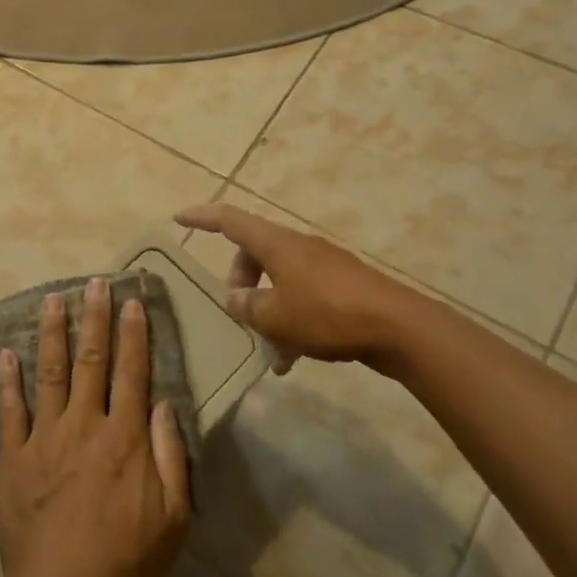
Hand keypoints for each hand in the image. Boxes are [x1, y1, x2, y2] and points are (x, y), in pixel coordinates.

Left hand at [0, 278, 190, 576]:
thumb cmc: (127, 564)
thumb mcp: (174, 518)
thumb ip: (171, 456)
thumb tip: (163, 404)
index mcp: (125, 438)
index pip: (133, 372)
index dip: (134, 334)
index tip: (132, 301)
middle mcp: (85, 425)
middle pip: (91, 361)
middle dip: (94, 319)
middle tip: (94, 283)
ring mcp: (45, 438)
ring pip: (49, 373)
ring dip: (51, 333)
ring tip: (52, 299)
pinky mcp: (14, 458)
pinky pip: (11, 411)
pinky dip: (8, 380)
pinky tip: (6, 354)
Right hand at [175, 202, 429, 372]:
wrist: (398, 327)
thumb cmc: (327, 313)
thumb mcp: (275, 316)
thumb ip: (247, 306)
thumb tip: (235, 299)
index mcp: (276, 243)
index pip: (229, 220)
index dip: (201, 217)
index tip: (178, 217)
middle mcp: (297, 247)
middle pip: (254, 252)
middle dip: (238, 280)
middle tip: (236, 311)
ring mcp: (322, 266)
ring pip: (278, 279)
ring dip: (266, 309)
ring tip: (266, 350)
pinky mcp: (341, 287)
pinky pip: (302, 296)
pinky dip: (290, 320)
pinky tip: (292, 359)